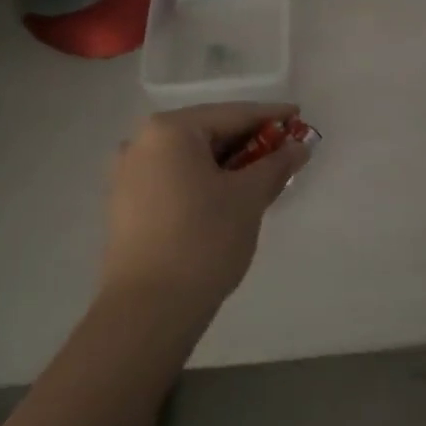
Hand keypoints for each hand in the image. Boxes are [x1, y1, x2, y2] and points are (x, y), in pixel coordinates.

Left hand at [98, 103, 309, 316]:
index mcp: (170, 129)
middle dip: (249, 142)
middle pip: (208, 132)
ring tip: (262, 176)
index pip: (232, 114)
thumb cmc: (203, 240)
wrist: (147, 311)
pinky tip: (228, 196)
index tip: (299, 117)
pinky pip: (174, 177)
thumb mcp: (248, 198)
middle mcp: (141, 141)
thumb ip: (276, 164)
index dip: (271, 116)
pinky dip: (204, 180)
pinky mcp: (125, 203)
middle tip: (286, 151)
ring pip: (190, 157)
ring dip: (228, 164)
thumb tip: (298, 146)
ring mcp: (128, 173)